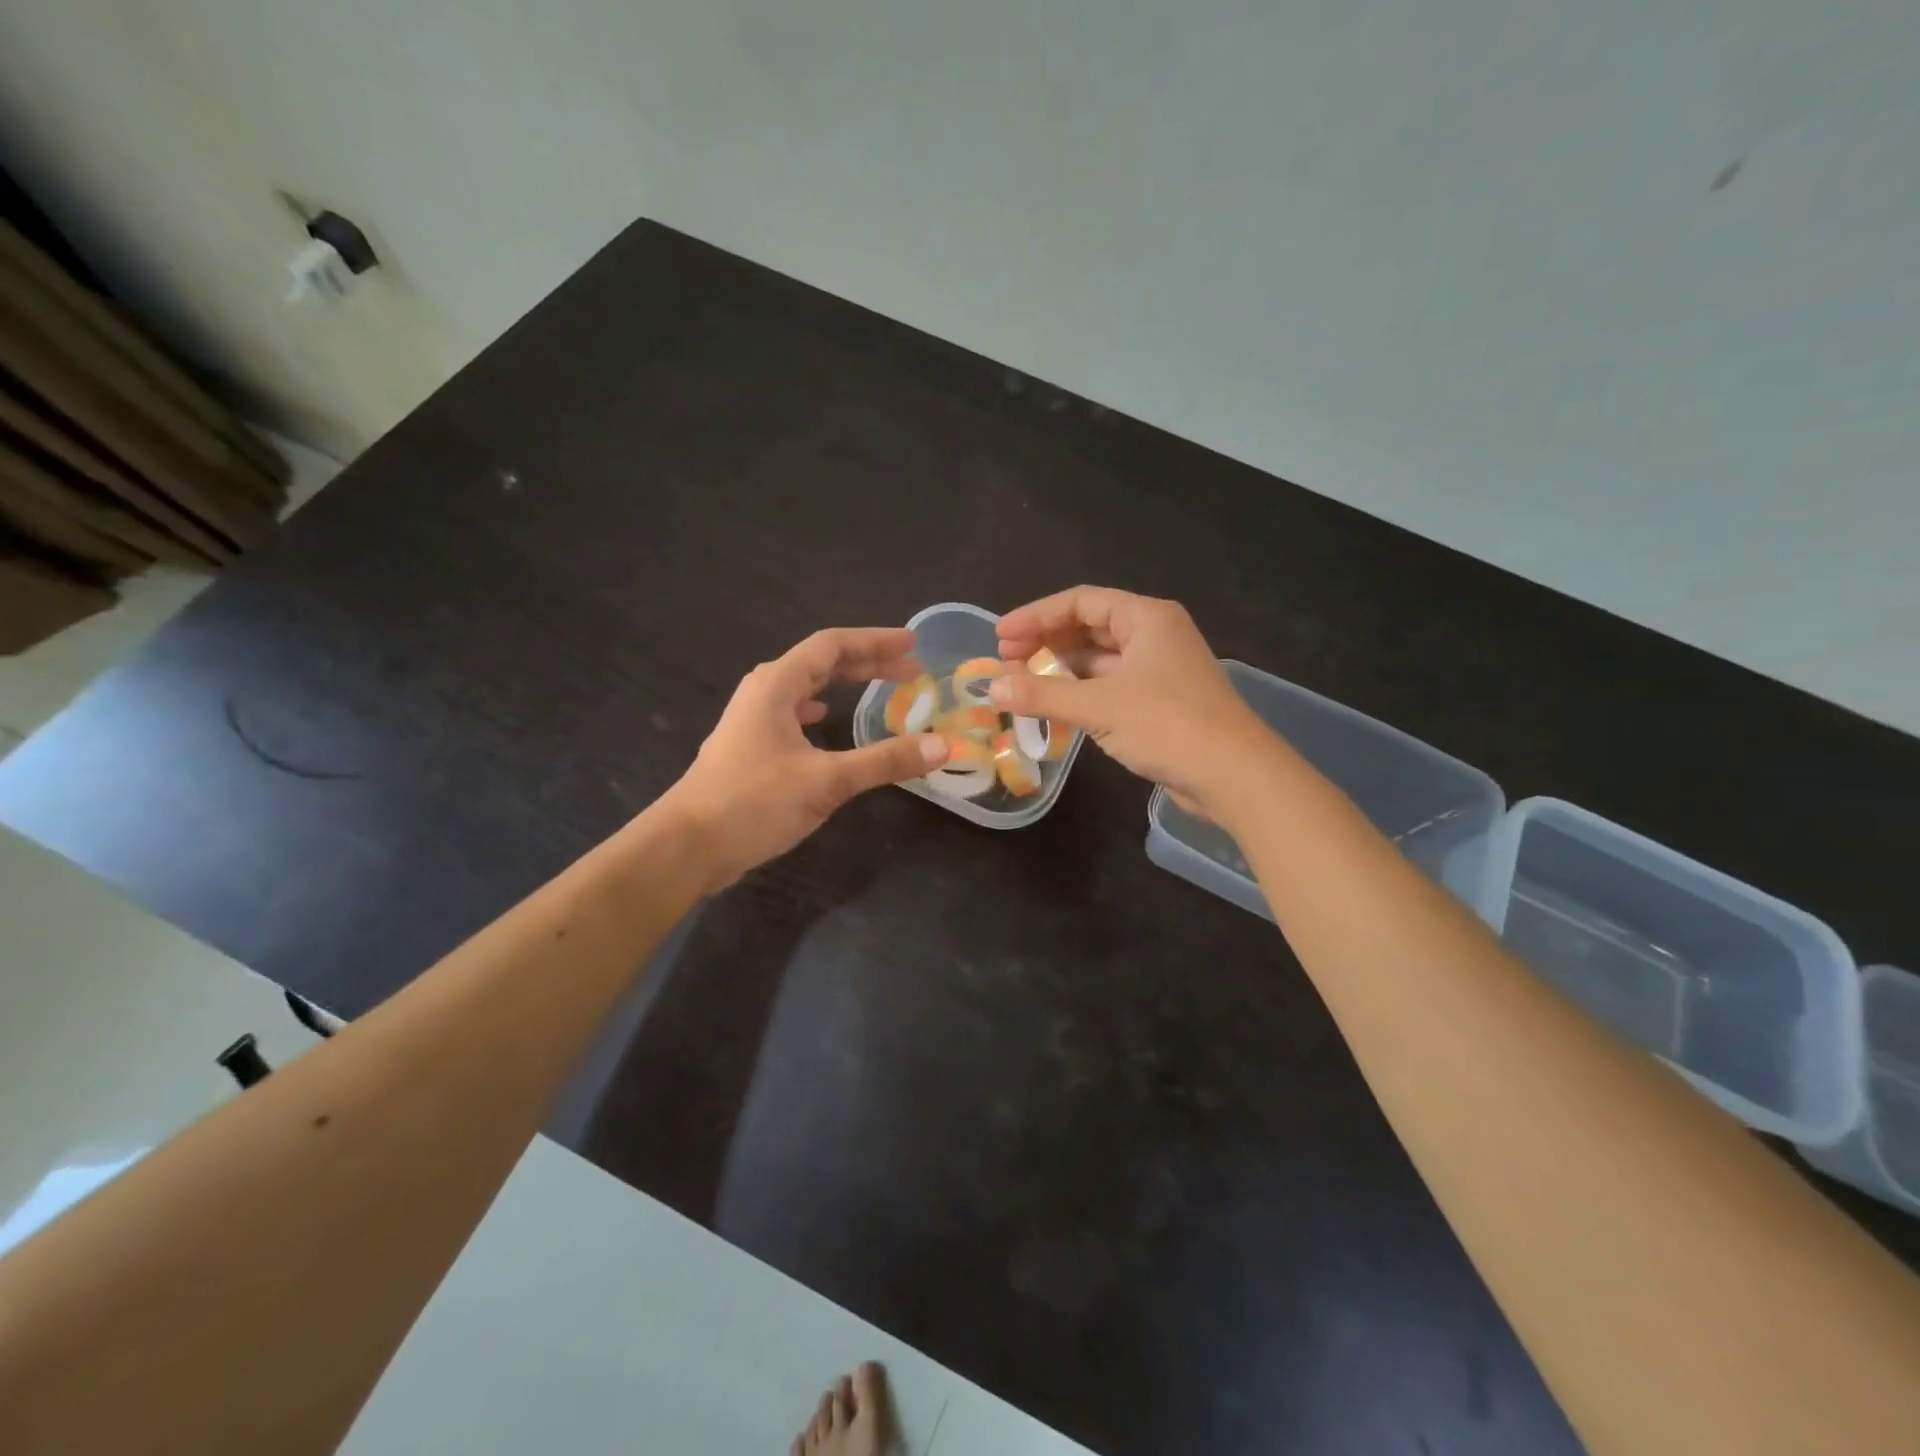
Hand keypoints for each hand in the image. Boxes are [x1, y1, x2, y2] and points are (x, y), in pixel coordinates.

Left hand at [661, 628, 947, 890]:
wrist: (688, 846)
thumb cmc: (754, 802)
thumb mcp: (827, 780)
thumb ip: (885, 761)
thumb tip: (943, 746)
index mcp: (777, 685)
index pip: (833, 645)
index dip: (875, 641)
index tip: (912, 644)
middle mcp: (763, 692)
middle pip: (821, 663)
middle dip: (867, 662)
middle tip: (909, 670)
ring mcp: (753, 720)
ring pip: (806, 688)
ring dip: (843, 684)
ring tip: (879, 687)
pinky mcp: (750, 747)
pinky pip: (793, 713)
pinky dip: (819, 710)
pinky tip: (826, 721)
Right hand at [991, 586, 1274, 817]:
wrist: (1234, 775)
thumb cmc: (1168, 725)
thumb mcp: (1099, 706)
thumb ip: (1042, 695)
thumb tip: (991, 688)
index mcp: (1147, 618)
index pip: (1080, 601)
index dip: (1035, 616)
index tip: (1000, 636)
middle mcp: (1155, 635)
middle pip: (1090, 626)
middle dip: (1046, 640)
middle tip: (1007, 660)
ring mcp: (1159, 670)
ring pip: (1100, 658)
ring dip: (1061, 668)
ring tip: (1023, 683)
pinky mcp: (1160, 702)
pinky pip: (1110, 685)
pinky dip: (1081, 692)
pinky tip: (1056, 706)